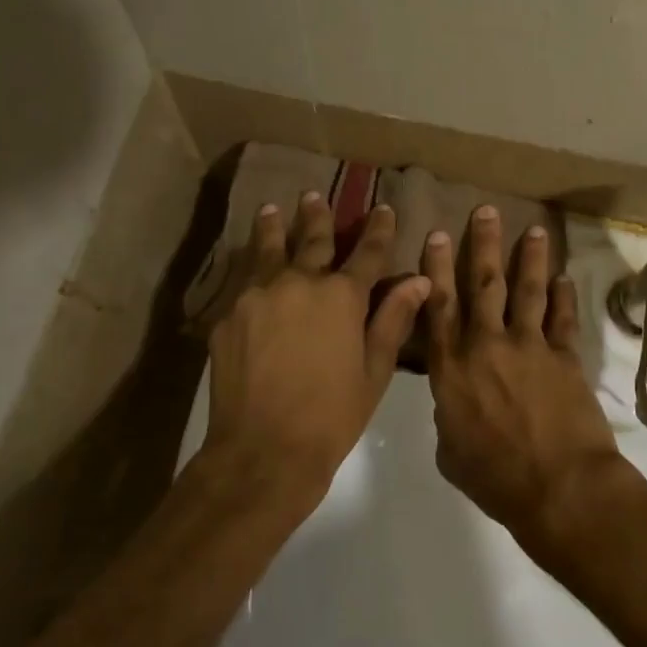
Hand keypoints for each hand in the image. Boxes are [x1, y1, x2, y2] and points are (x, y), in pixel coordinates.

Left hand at [202, 193, 429, 511]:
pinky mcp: (227, 316)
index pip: (368, 252)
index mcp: (342, 296)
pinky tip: (247, 264)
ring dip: (274, 227)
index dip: (379, 229)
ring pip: (268, 250)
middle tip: (314, 195)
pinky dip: (250, 268)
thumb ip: (393, 319)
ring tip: (272, 209)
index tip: (383, 209)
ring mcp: (257, 296)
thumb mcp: (375, 370)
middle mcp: (299, 282)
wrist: (263, 451)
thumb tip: (419, 279)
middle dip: (318, 216)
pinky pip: (243, 282)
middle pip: (312, 240)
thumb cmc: (332, 415)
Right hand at [422, 206, 626, 553]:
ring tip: (533, 229)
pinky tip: (565, 277)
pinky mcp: (565, 357)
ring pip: (527, 291)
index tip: (436, 235)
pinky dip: (565, 297)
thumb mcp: (451, 452)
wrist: (559, 488)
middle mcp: (488, 345)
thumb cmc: (495, 478)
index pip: (439, 307)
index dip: (436, 269)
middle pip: (483, 284)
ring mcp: (530, 347)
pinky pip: (563, 319)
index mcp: (452, 368)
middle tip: (485, 211)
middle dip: (483, 245)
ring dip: (529, 258)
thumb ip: (449, 415)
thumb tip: (455, 400)